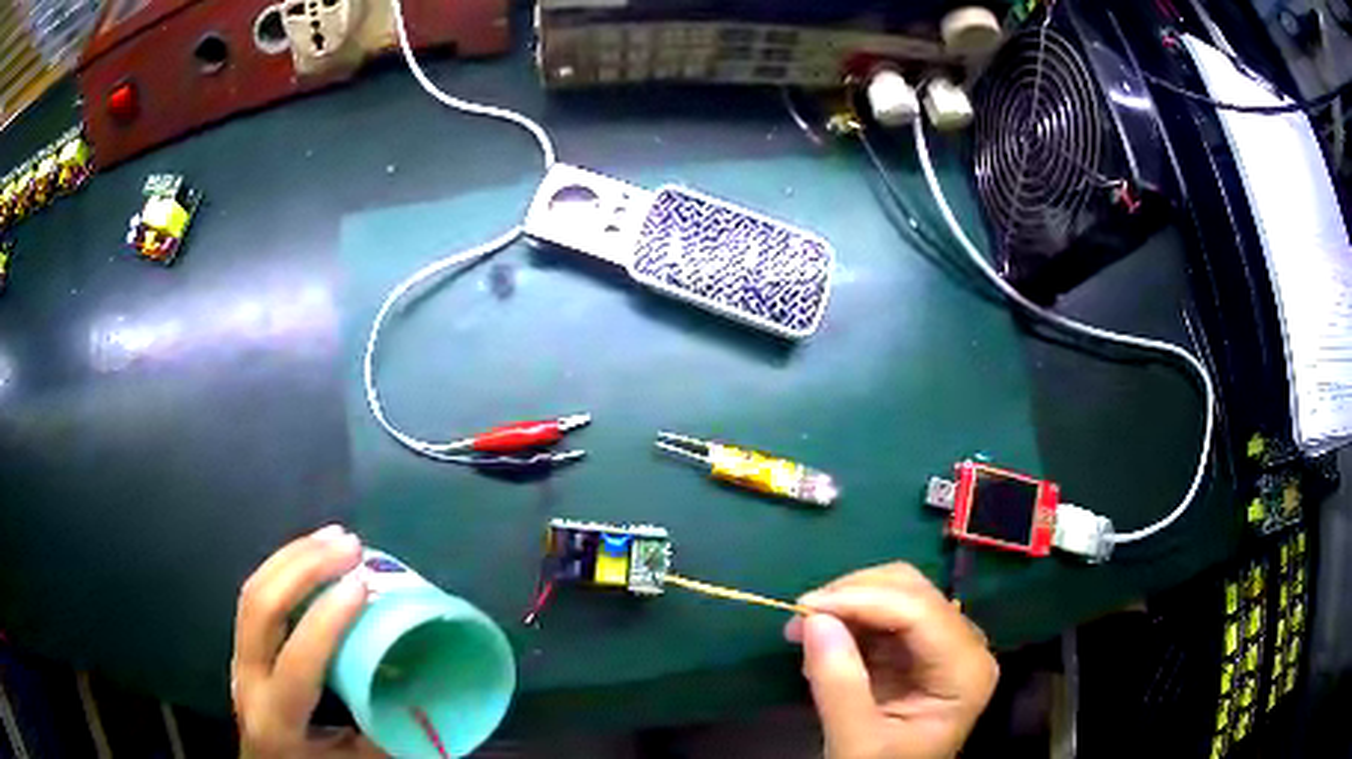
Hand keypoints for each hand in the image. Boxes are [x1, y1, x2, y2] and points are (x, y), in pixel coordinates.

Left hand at [233, 525, 383, 757]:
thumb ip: (383, 730)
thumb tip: (420, 688)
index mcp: (277, 718)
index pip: (298, 660)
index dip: (328, 619)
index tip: (363, 585)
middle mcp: (248, 679)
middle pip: (261, 607)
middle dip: (304, 568)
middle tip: (350, 546)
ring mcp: (239, 657)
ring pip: (253, 590)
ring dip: (294, 556)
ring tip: (334, 536)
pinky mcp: (242, 645)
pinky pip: (255, 594)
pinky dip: (283, 565)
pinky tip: (310, 554)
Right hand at [785, 563, 997, 758]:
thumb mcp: (856, 740)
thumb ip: (838, 685)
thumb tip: (814, 620)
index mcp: (965, 671)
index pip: (920, 612)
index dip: (863, 600)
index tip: (805, 608)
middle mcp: (965, 645)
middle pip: (913, 591)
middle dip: (853, 596)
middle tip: (799, 618)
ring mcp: (946, 643)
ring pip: (899, 592)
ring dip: (848, 602)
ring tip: (804, 631)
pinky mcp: (922, 648)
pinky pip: (887, 613)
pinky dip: (851, 618)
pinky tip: (823, 641)